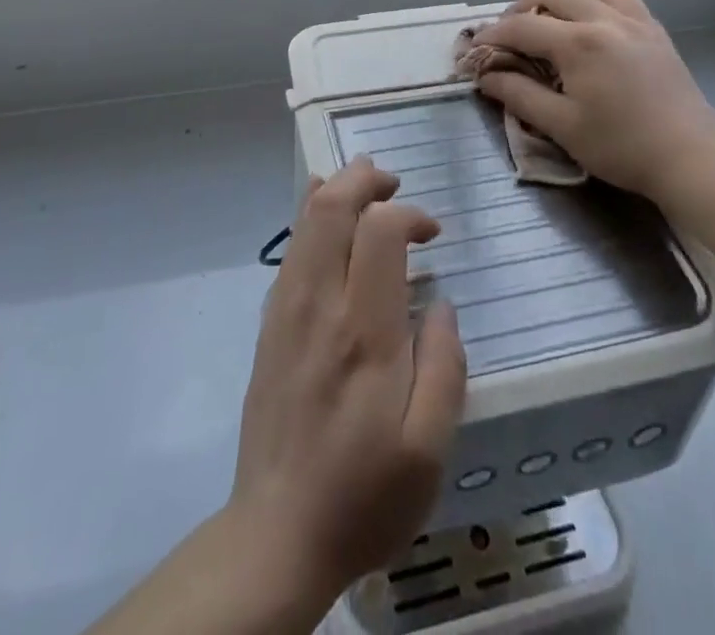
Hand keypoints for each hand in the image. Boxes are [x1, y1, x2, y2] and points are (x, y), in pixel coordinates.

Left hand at [227, 156, 468, 613]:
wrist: (277, 535)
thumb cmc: (363, 494)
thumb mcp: (428, 449)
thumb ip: (444, 367)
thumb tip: (440, 304)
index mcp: (363, 331)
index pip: (379, 232)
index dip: (409, 215)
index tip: (434, 235)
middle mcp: (318, 305)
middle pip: (331, 208)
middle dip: (363, 179)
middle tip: (393, 180)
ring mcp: (286, 311)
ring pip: (305, 223)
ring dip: (335, 190)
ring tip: (365, 182)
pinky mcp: (270, 325)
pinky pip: (290, 250)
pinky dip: (309, 217)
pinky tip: (322, 212)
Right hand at [468, 0, 714, 205]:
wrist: (692, 159)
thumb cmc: (621, 146)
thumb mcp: (562, 126)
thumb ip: (520, 95)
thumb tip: (487, 76)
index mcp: (579, 43)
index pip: (523, 27)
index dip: (494, 35)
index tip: (476, 49)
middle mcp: (606, 20)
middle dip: (524, 6)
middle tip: (511, 32)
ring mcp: (636, 23)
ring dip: (566, 1)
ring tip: (555, 26)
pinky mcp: (656, 33)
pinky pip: (623, 0)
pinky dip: (599, 4)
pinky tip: (596, 30)